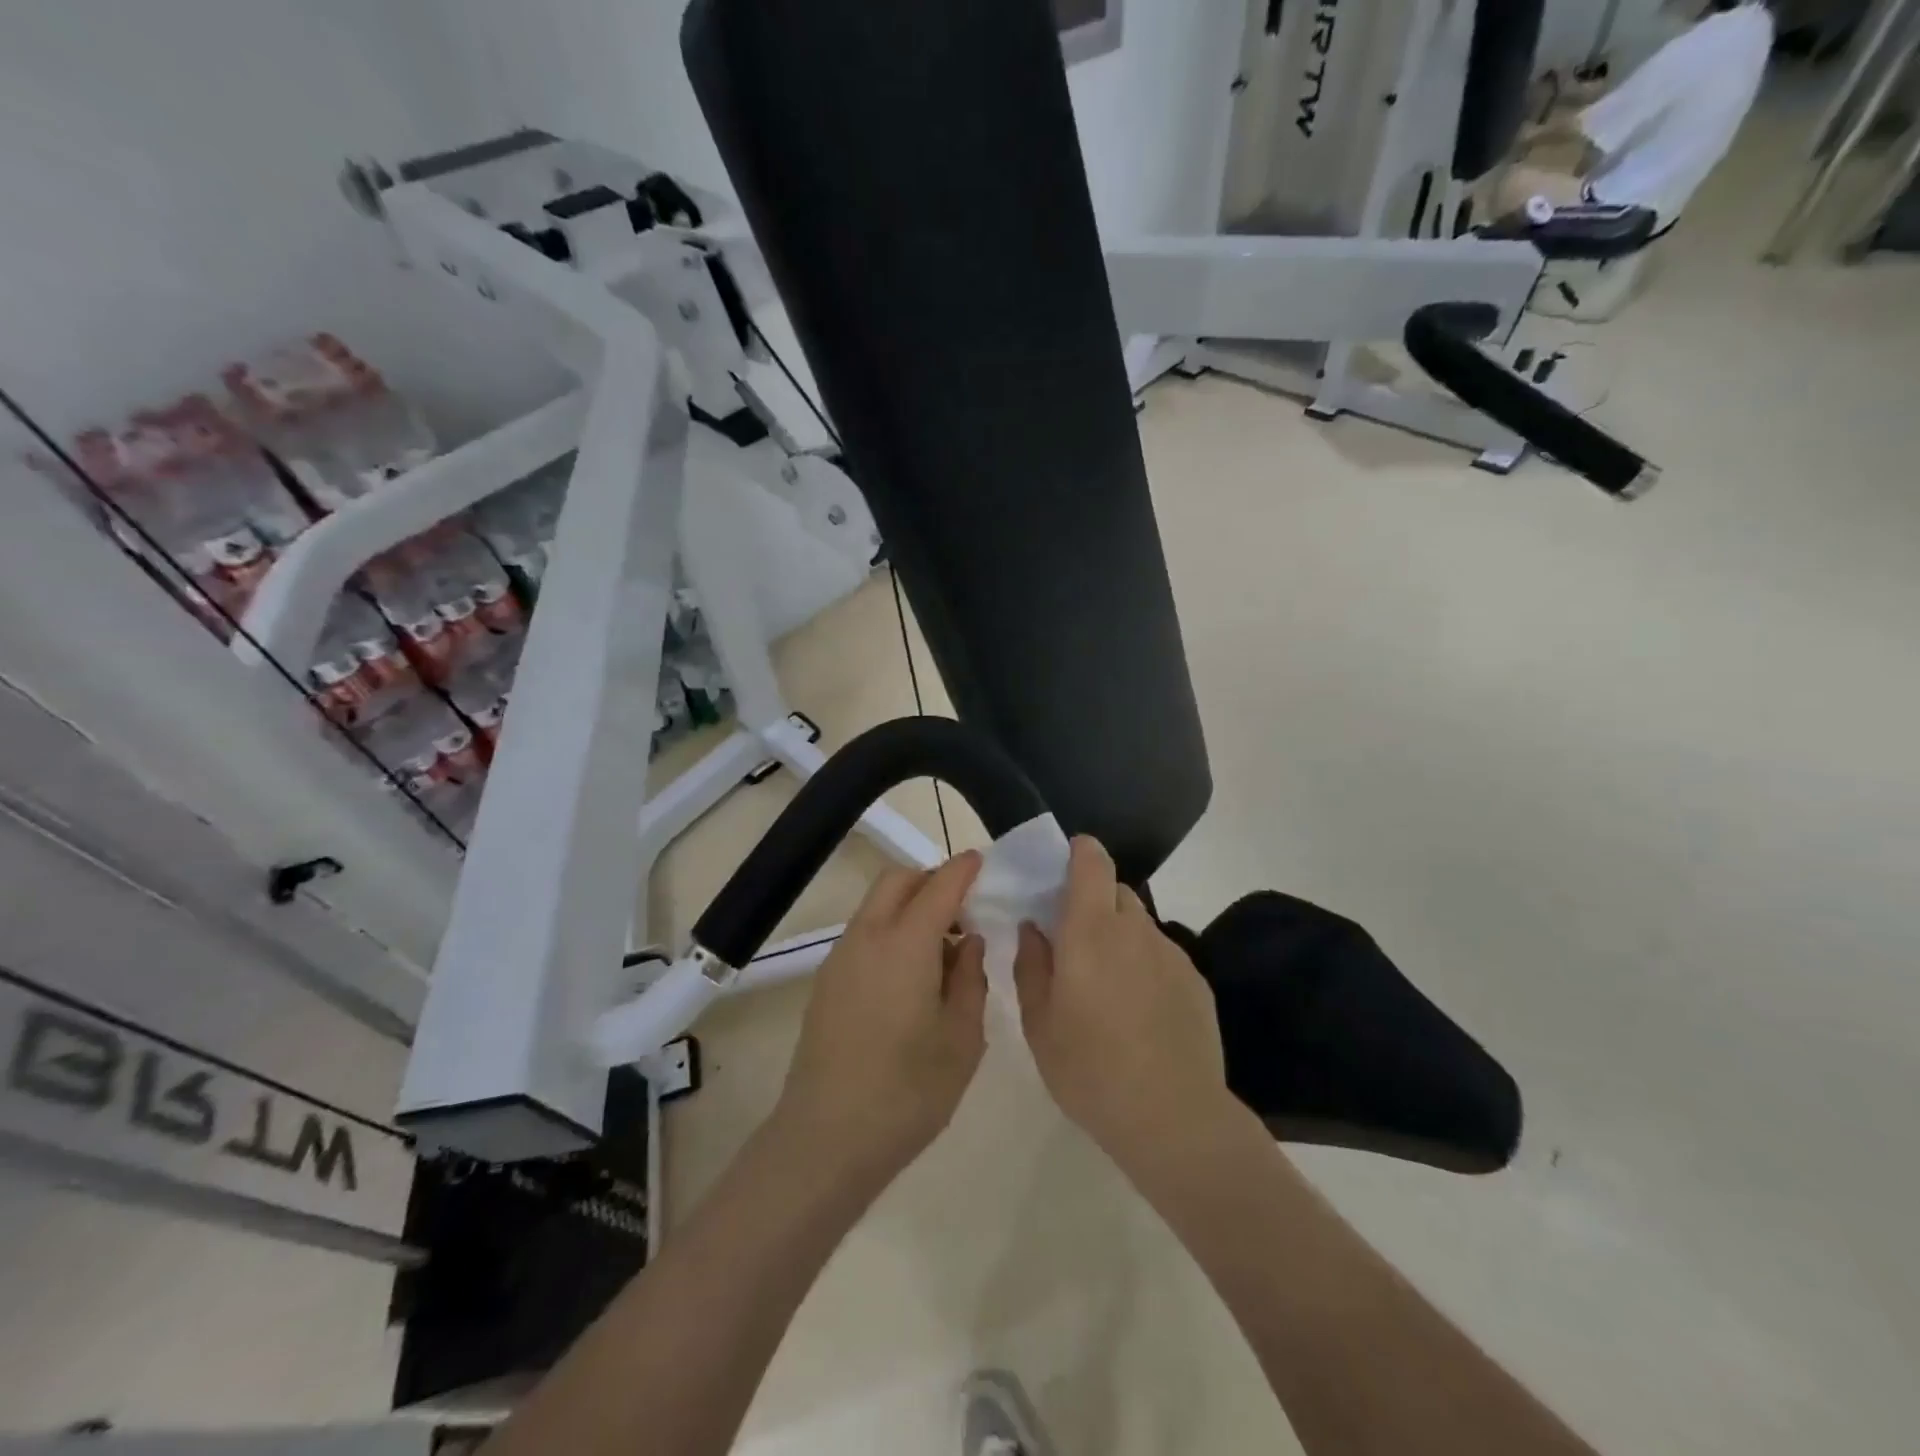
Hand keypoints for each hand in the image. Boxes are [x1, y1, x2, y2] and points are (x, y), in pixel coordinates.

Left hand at [773, 850, 987, 1191]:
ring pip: (876, 905)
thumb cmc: (907, 1092)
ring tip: (941, 951)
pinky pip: (863, 934)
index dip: (963, 869)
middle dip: (931, 880)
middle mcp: (867, 937)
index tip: (981, 862)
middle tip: (963, 910)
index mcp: (905, 944)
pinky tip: (910, 978)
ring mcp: (840, 958)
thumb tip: (967, 943)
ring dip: (909, 907)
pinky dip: (890, 931)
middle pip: (897, 880)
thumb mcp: (962, 1038)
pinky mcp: (826, 982)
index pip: (939, 886)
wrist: (826, 1139)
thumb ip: (970, 979)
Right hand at [1013, 837, 1234, 1184]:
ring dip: (1119, 936)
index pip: (1093, 862)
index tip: (1063, 865)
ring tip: (1107, 985)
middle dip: (1093, 901)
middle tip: (1074, 940)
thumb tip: (1033, 928)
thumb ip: (1031, 964)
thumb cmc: (1090, 1070)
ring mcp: (1170, 954)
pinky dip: (1144, 965)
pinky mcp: (1195, 980)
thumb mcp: (1039, 1023)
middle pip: (1115, 891)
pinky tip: (1139, 1012)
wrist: (1173, 1118)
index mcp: (1090, 931)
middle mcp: (1134, 930)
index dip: (1080, 852)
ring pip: (1139, 924)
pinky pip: (1161, 955)